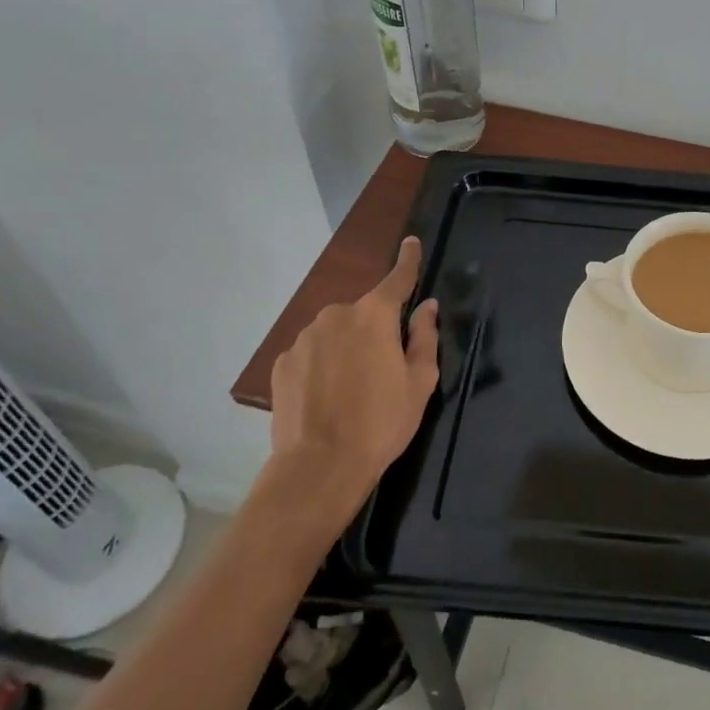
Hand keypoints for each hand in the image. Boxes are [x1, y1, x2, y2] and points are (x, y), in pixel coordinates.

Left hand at [265, 236, 439, 520]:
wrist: (319, 467)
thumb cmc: (382, 422)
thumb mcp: (420, 382)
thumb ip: (425, 337)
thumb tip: (426, 307)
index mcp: (375, 315)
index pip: (397, 278)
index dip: (408, 260)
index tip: (411, 242)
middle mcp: (337, 315)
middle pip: (364, 312)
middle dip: (375, 329)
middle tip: (383, 368)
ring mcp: (305, 338)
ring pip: (336, 332)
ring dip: (347, 347)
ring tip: (351, 389)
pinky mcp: (283, 363)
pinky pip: (312, 353)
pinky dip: (322, 365)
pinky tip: (326, 397)